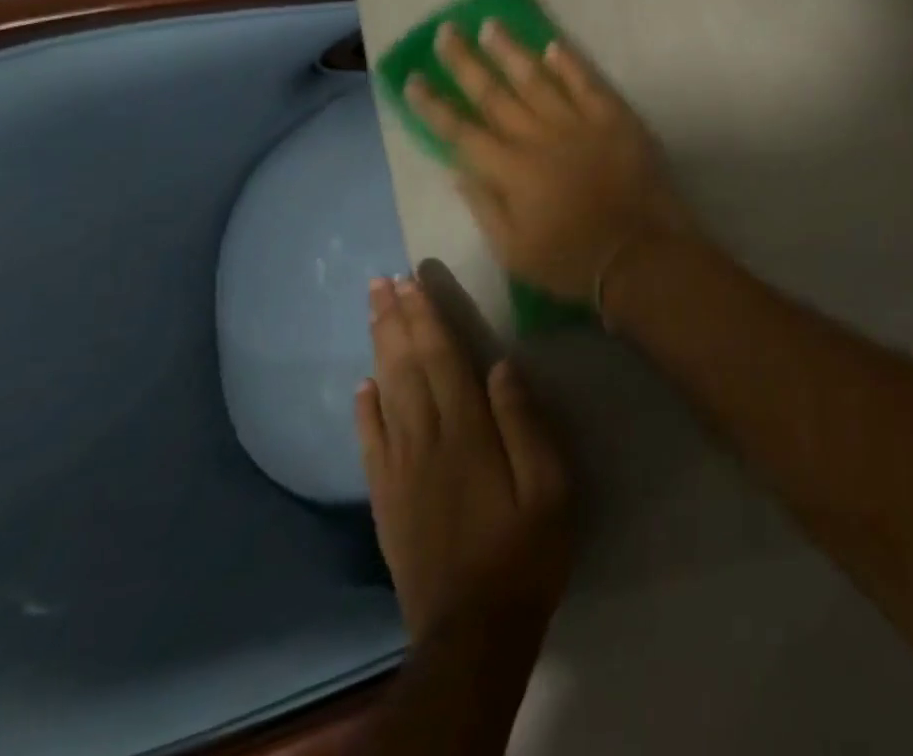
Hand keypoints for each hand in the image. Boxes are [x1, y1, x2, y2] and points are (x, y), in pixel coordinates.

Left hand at [355, 274, 572, 641]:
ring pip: (385, 395)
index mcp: (467, 431)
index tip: (414, 280)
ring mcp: (400, 471)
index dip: (427, 316)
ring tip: (374, 312)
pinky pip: (370, 444)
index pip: (442, 358)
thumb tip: (502, 365)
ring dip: (379, 349)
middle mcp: (426, 440)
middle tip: (381, 281)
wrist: (473, 633)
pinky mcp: (387, 500)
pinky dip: (364, 410)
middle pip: (406, 367)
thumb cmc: (525, 551)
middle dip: (395, 320)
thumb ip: (524, 422)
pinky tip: (362, 386)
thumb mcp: (550, 485)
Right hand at [406, 21, 694, 303]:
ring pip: (537, 78)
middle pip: (494, 94)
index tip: (412, 78)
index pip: (460, 131)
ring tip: (490, 25)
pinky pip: (587, 82)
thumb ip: (483, 205)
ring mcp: (578, 123)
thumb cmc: (571, 260)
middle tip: (446, 32)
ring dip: (511, 51)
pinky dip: (570, 62)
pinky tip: (553, 44)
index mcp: (509, 170)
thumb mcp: (513, 250)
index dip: (434, 105)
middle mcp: (538, 137)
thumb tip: (457, 168)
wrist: (639, 254)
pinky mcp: (614, 118)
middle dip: (465, 62)